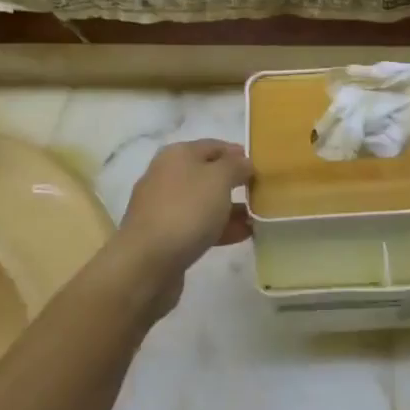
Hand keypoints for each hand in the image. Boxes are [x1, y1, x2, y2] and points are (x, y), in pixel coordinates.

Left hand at [113, 140, 252, 311]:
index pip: (214, 146)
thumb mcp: (219, 179)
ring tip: (259, 218)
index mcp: (177, 155)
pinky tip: (243, 235)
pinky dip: (220, 228)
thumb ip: (236, 166)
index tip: (262, 167)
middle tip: (263, 193)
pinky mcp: (165, 236)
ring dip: (231, 209)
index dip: (238, 154)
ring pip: (204, 202)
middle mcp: (167, 176)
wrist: (146, 263)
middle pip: (208, 174)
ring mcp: (164, 207)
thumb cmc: (186, 210)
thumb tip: (244, 162)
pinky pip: (198, 226)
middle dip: (235, 183)